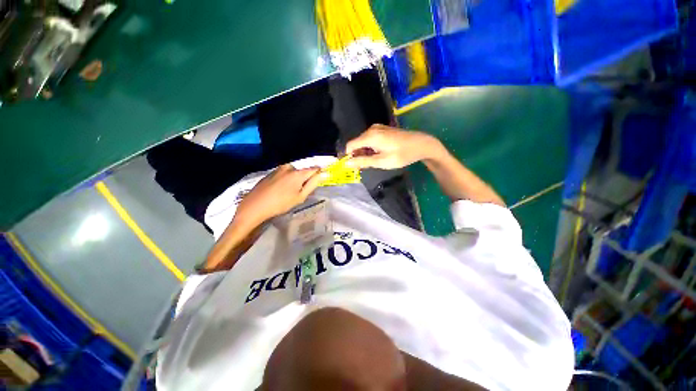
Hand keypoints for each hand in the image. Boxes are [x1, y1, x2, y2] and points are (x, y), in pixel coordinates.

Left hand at [236, 164, 325, 224]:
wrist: (255, 205)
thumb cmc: (281, 203)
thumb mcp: (300, 196)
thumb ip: (313, 184)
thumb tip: (323, 174)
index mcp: (298, 173)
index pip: (314, 169)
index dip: (318, 173)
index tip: (319, 180)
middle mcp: (289, 167)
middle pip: (303, 171)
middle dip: (305, 178)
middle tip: (301, 191)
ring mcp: (279, 169)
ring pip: (293, 172)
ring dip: (295, 179)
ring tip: (289, 192)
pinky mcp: (271, 172)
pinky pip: (284, 173)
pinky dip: (286, 179)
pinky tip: (280, 190)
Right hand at [345, 124, 443, 169]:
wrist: (421, 144)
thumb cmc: (401, 155)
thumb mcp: (381, 161)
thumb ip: (363, 162)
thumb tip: (347, 163)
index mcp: (369, 136)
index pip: (350, 145)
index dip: (348, 157)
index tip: (353, 167)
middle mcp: (371, 129)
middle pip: (356, 143)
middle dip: (358, 155)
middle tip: (366, 167)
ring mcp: (377, 128)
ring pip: (363, 142)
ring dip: (365, 153)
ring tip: (375, 161)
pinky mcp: (382, 130)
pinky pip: (370, 139)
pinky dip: (371, 148)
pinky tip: (379, 154)